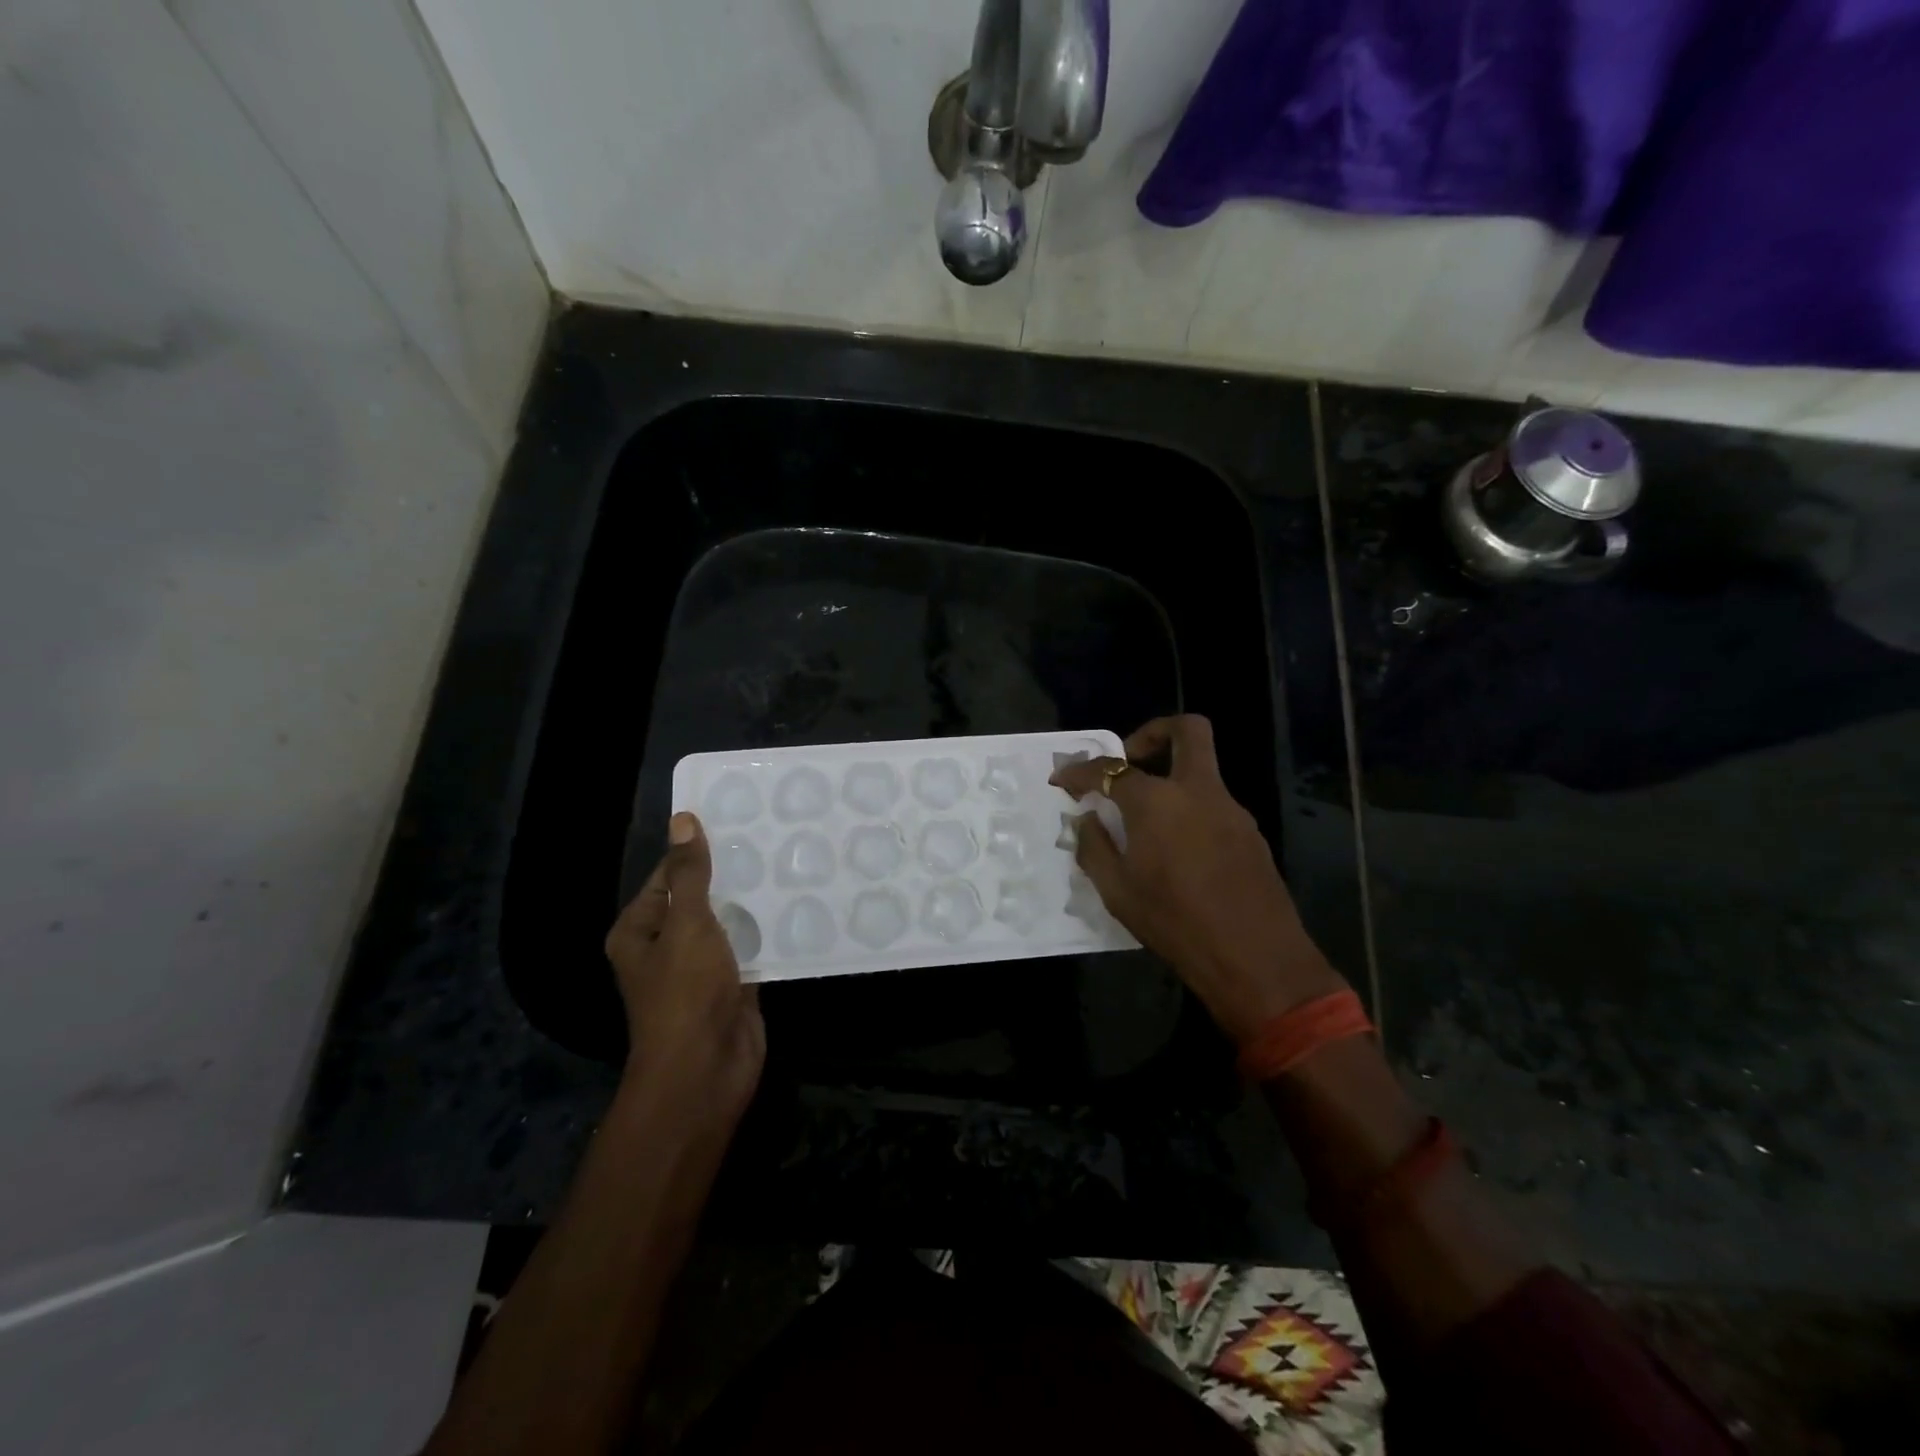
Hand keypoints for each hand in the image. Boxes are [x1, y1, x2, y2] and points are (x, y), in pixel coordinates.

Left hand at [604, 812, 764, 1122]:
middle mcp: (668, 945)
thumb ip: (691, 875)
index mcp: (641, 929)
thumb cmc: (685, 993)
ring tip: (791, 860)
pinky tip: (799, 902)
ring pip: (730, 922)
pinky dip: (770, 929)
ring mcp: (703, 966)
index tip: (737, 818)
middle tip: (772, 834)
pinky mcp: (735, 983)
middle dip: (732, 873)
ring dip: (754, 900)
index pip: (669, 875)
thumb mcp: (687, 924)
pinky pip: (752, 946)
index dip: (698, 848)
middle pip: (702, 897)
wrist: (706, 1070)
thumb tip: (683, 820)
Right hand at [1051, 715, 1345, 1045]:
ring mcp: (1231, 810)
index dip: (1080, 771)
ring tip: (1145, 819)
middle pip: (1187, 731)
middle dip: (1153, 733)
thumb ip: (1095, 847)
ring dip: (1172, 776)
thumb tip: (1086, 819)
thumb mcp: (1117, 891)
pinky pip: (1213, 803)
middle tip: (1129, 762)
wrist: (1255, 958)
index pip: (1110, 769)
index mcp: (1157, 802)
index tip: (1062, 779)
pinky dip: (1189, 809)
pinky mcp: (1250, 833)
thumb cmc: (1174, 922)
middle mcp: (1197, 792)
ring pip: (1202, 768)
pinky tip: (1177, 849)